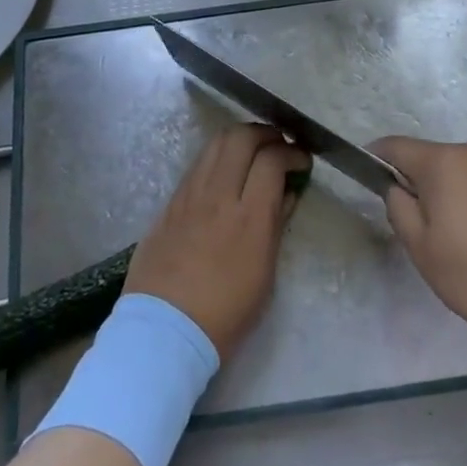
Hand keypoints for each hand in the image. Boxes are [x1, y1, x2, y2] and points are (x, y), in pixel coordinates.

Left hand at [126, 125, 310, 358]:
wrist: (164, 332)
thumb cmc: (225, 313)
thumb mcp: (265, 275)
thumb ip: (276, 226)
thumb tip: (286, 194)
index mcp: (249, 218)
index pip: (272, 160)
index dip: (292, 152)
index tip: (301, 160)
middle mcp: (218, 196)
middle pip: (241, 137)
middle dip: (266, 133)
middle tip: (278, 146)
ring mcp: (189, 195)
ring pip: (215, 143)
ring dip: (239, 139)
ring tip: (252, 151)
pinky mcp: (170, 203)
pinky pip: (197, 165)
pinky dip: (217, 157)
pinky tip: (224, 172)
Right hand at [377, 136, 466, 351]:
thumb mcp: (429, 257)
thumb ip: (402, 215)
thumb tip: (399, 189)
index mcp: (445, 163)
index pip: (397, 147)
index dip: (377, 158)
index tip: (370, 176)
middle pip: (438, 164)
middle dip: (428, 192)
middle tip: (433, 239)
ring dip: (465, 202)